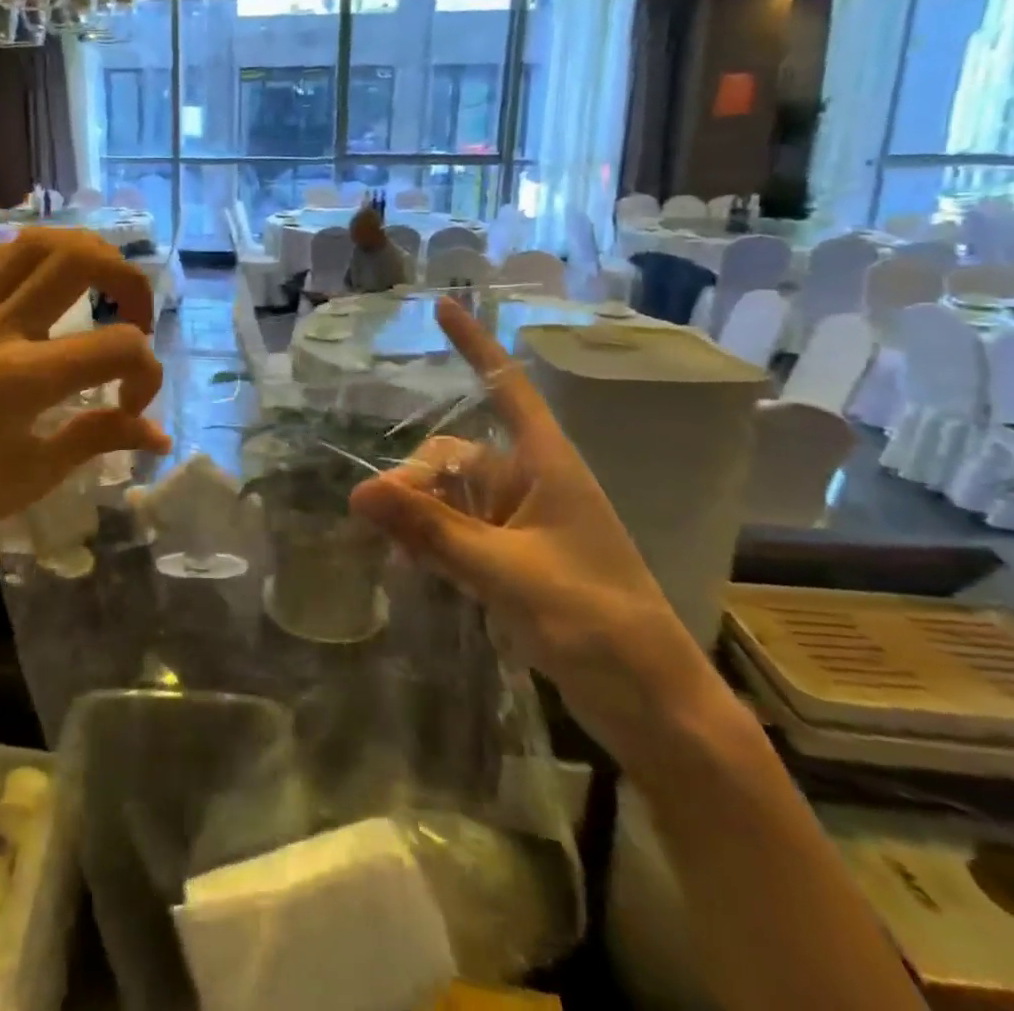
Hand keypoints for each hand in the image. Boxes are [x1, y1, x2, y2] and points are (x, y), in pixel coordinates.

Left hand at [0, 229, 171, 584]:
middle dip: (130, 280)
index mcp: (25, 378)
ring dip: (86, 253)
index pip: (120, 346)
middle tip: (137, 319)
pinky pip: (1, 258)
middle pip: (82, 259)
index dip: (147, 374)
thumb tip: (158, 434)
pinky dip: (41, 258)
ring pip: (38, 242)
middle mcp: (0, 327)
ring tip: (102, 286)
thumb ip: (98, 439)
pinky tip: (49, 287)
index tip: (131, 408)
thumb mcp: (31, 475)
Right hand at [349, 297, 710, 756]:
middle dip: (413, 478)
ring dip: (416, 513)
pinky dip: (430, 540)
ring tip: (382, 544)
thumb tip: (358, 493)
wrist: (654, 708)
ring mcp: (522, 525)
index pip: (507, 387)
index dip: (475, 344)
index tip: (442, 305)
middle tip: (374, 518)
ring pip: (451, 497)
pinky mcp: (514, 561)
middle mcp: (532, 484)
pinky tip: (405, 563)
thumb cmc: (597, 624)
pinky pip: (458, 532)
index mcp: (548, 466)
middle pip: (455, 454)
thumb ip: (433, 532)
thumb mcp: (508, 574)